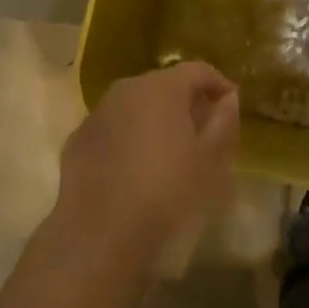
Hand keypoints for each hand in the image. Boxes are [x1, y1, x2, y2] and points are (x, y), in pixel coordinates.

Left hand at [57, 63, 239, 264]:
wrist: (101, 236)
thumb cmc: (168, 194)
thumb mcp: (210, 161)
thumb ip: (223, 122)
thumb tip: (227, 99)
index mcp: (161, 88)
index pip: (198, 70)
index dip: (219, 85)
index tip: (232, 107)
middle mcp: (124, 91)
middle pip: (164, 86)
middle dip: (186, 103)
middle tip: (204, 133)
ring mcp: (96, 115)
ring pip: (134, 107)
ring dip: (155, 121)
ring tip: (171, 153)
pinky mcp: (76, 143)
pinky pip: (112, 131)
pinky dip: (128, 140)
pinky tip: (136, 171)